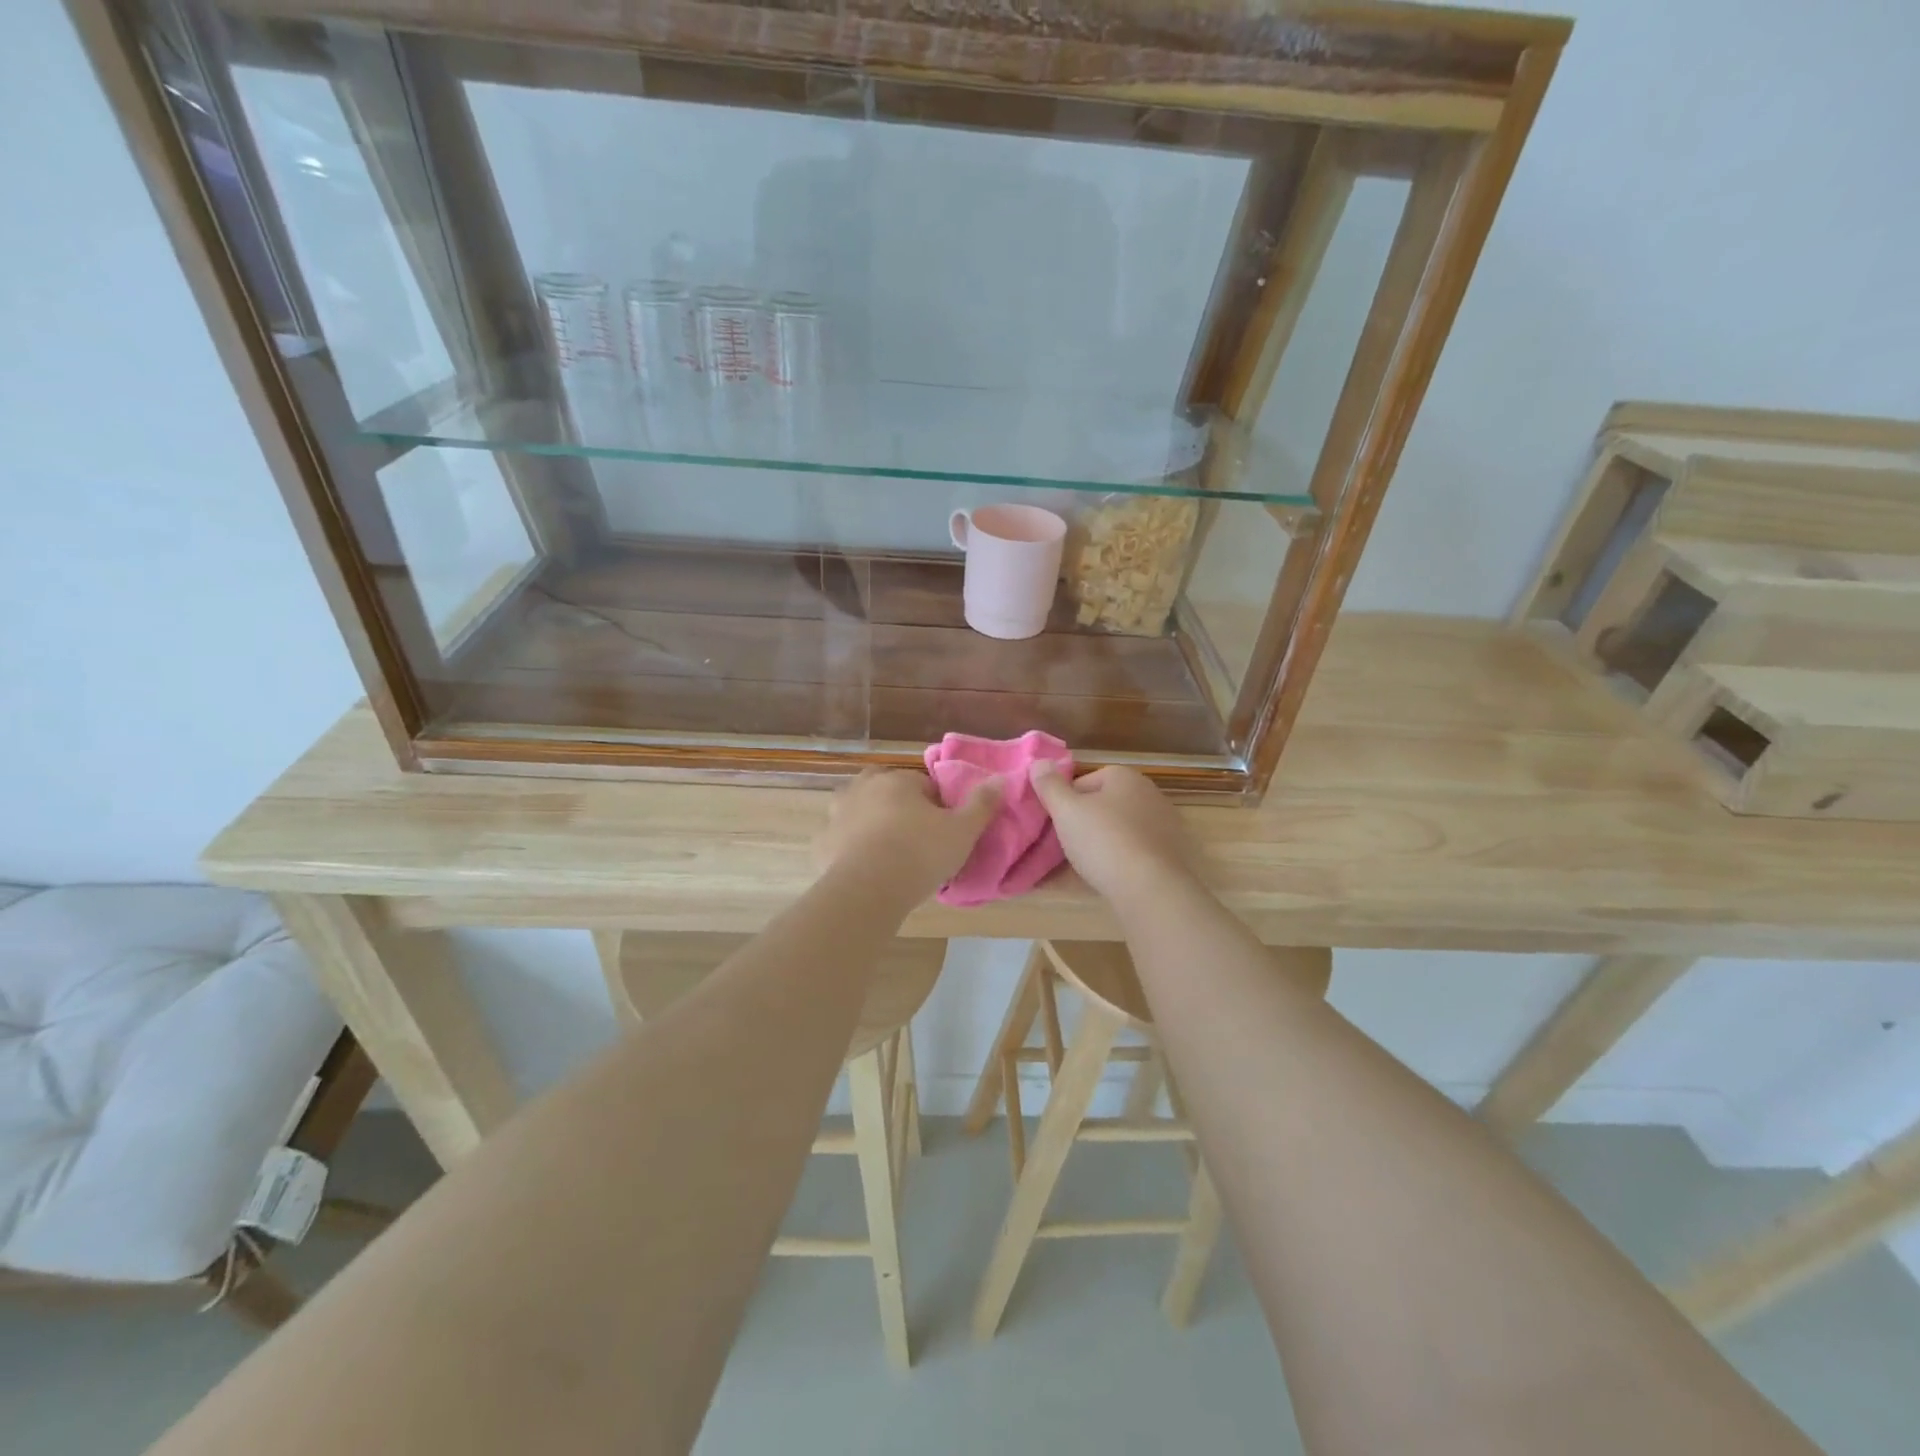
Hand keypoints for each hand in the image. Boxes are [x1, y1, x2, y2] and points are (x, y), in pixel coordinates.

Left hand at [816, 769, 1002, 905]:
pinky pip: (839, 841)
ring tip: (888, 852)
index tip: (944, 829)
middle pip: (885, 791)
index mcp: (896, 781)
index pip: (923, 784)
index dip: (937, 805)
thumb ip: (982, 804)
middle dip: (898, 806)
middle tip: (915, 837)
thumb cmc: (920, 853)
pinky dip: (848, 849)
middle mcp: (862, 789)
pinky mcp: (821, 845)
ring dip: (870, 823)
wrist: (868, 890)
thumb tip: (1000, 779)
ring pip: (857, 812)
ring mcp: (836, 816)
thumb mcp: (963, 831)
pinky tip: (863, 869)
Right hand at [1027, 761, 1195, 901]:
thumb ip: (1050, 786)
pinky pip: (1136, 853)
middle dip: (1085, 824)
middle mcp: (1149, 794)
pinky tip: (1106, 880)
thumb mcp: (1066, 811)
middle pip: (1105, 806)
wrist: (1151, 888)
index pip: (1085, 782)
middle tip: (1066, 847)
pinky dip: (1121, 862)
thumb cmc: (1104, 841)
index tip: (1056, 825)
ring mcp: (1165, 825)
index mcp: (1125, 777)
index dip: (1066, 803)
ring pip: (1120, 831)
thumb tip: (1039, 763)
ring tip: (1083, 868)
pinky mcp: (1172, 855)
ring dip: (1102, 844)